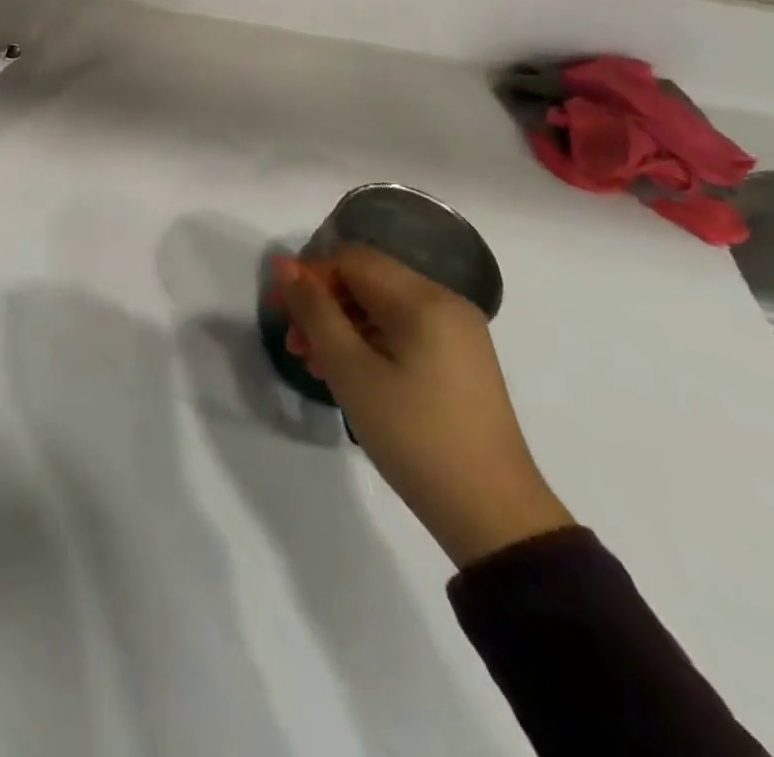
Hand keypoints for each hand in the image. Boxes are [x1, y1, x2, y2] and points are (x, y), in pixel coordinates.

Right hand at [272, 246, 573, 567]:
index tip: (280, 312)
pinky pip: (400, 330)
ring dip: (340, 325)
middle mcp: (445, 304)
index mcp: (425, 300)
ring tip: (313, 363)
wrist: (492, 515)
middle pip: (365, 279)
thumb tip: (283, 264)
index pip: (351, 259)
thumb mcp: (350, 369)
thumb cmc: (414, 434)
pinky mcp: (457, 360)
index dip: (309, 276)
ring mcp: (456, 334)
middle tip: (294, 343)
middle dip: (322, 303)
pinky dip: (366, 342)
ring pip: (379, 306)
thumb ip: (314, 310)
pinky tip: (346, 373)